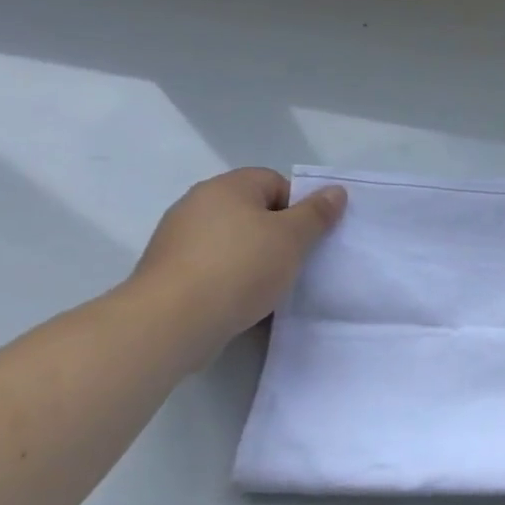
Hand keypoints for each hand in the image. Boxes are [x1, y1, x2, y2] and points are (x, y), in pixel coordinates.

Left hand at [128, 169, 345, 354]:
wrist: (171, 322)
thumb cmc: (240, 268)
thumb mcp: (292, 238)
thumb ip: (317, 213)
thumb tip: (335, 190)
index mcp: (227, 187)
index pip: (275, 182)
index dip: (298, 207)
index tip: (307, 238)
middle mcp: (198, 204)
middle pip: (253, 212)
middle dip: (278, 235)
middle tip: (295, 262)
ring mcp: (178, 239)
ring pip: (234, 242)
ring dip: (255, 260)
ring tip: (271, 287)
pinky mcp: (169, 272)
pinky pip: (213, 268)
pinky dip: (231, 280)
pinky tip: (243, 302)